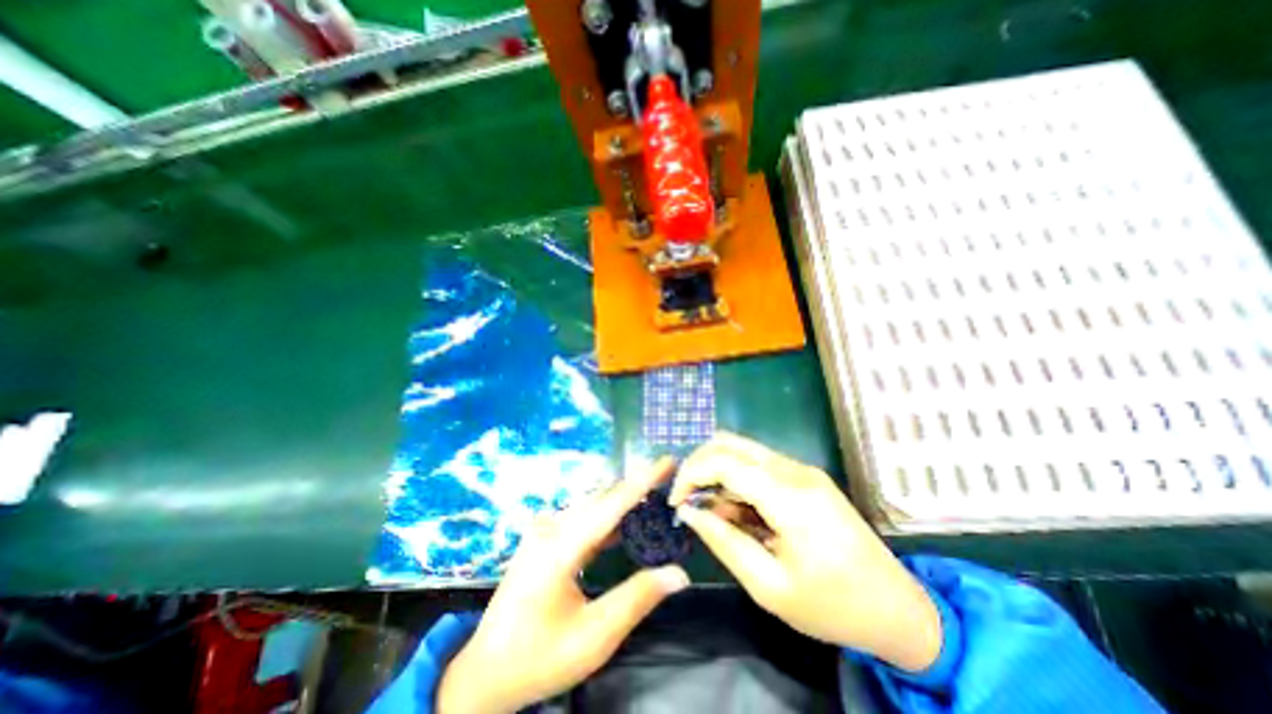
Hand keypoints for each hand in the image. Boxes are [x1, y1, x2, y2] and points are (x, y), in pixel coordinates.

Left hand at [438, 458, 694, 712]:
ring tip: (654, 495)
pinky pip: (583, 519)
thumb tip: (678, 573)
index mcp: (561, 545)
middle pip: (603, 499)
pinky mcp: (544, 538)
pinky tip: (625, 525)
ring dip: (624, 501)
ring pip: (593, 506)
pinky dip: (608, 518)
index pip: (612, 503)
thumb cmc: (538, 658)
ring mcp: (545, 530)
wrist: (485, 673)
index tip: (667, 460)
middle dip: (637, 486)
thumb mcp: (593, 637)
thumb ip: (637, 598)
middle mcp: (552, 527)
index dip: (643, 480)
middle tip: (669, 479)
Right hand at [671, 434, 937, 671]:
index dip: (690, 475)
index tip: (676, 503)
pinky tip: (741, 511)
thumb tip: (689, 511)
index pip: (723, 462)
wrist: (900, 609)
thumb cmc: (833, 606)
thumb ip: (723, 541)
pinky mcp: (806, 476)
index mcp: (789, 496)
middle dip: (700, 465)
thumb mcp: (769, 586)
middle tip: (689, 500)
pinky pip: (759, 464)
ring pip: (742, 450)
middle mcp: (794, 470)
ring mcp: (803, 469)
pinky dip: (738, 478)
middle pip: (730, 443)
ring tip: (717, 512)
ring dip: (719, 472)